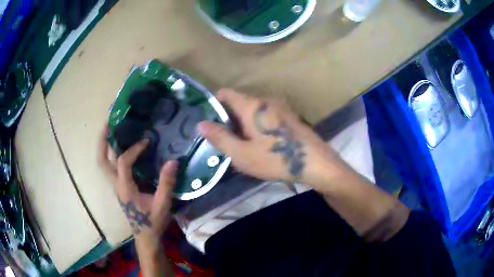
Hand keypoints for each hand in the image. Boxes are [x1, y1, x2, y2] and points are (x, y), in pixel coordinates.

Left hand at [98, 125, 177, 250]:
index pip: (123, 162)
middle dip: (103, 141)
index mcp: (125, 187)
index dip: (133, 149)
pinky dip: (112, 153)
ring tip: (111, 129)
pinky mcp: (120, 186)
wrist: (145, 236)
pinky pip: (111, 166)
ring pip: (104, 163)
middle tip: (108, 123)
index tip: (146, 141)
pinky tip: (121, 146)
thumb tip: (173, 161)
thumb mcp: (162, 204)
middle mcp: (116, 184)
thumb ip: (166, 184)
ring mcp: (116, 185)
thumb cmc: (152, 221)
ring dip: (105, 145)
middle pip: (102, 160)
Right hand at [198, 89, 346, 187]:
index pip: (226, 93)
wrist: (314, 162)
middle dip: (229, 119)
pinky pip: (265, 116)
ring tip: (242, 145)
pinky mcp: (288, 116)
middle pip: (239, 103)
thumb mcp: (242, 154)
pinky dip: (257, 125)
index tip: (211, 122)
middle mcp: (265, 101)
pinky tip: (261, 144)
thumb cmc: (276, 158)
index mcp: (252, 106)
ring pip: (253, 110)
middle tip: (226, 141)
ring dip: (243, 124)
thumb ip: (220, 138)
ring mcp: (279, 107)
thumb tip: (200, 124)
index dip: (214, 104)